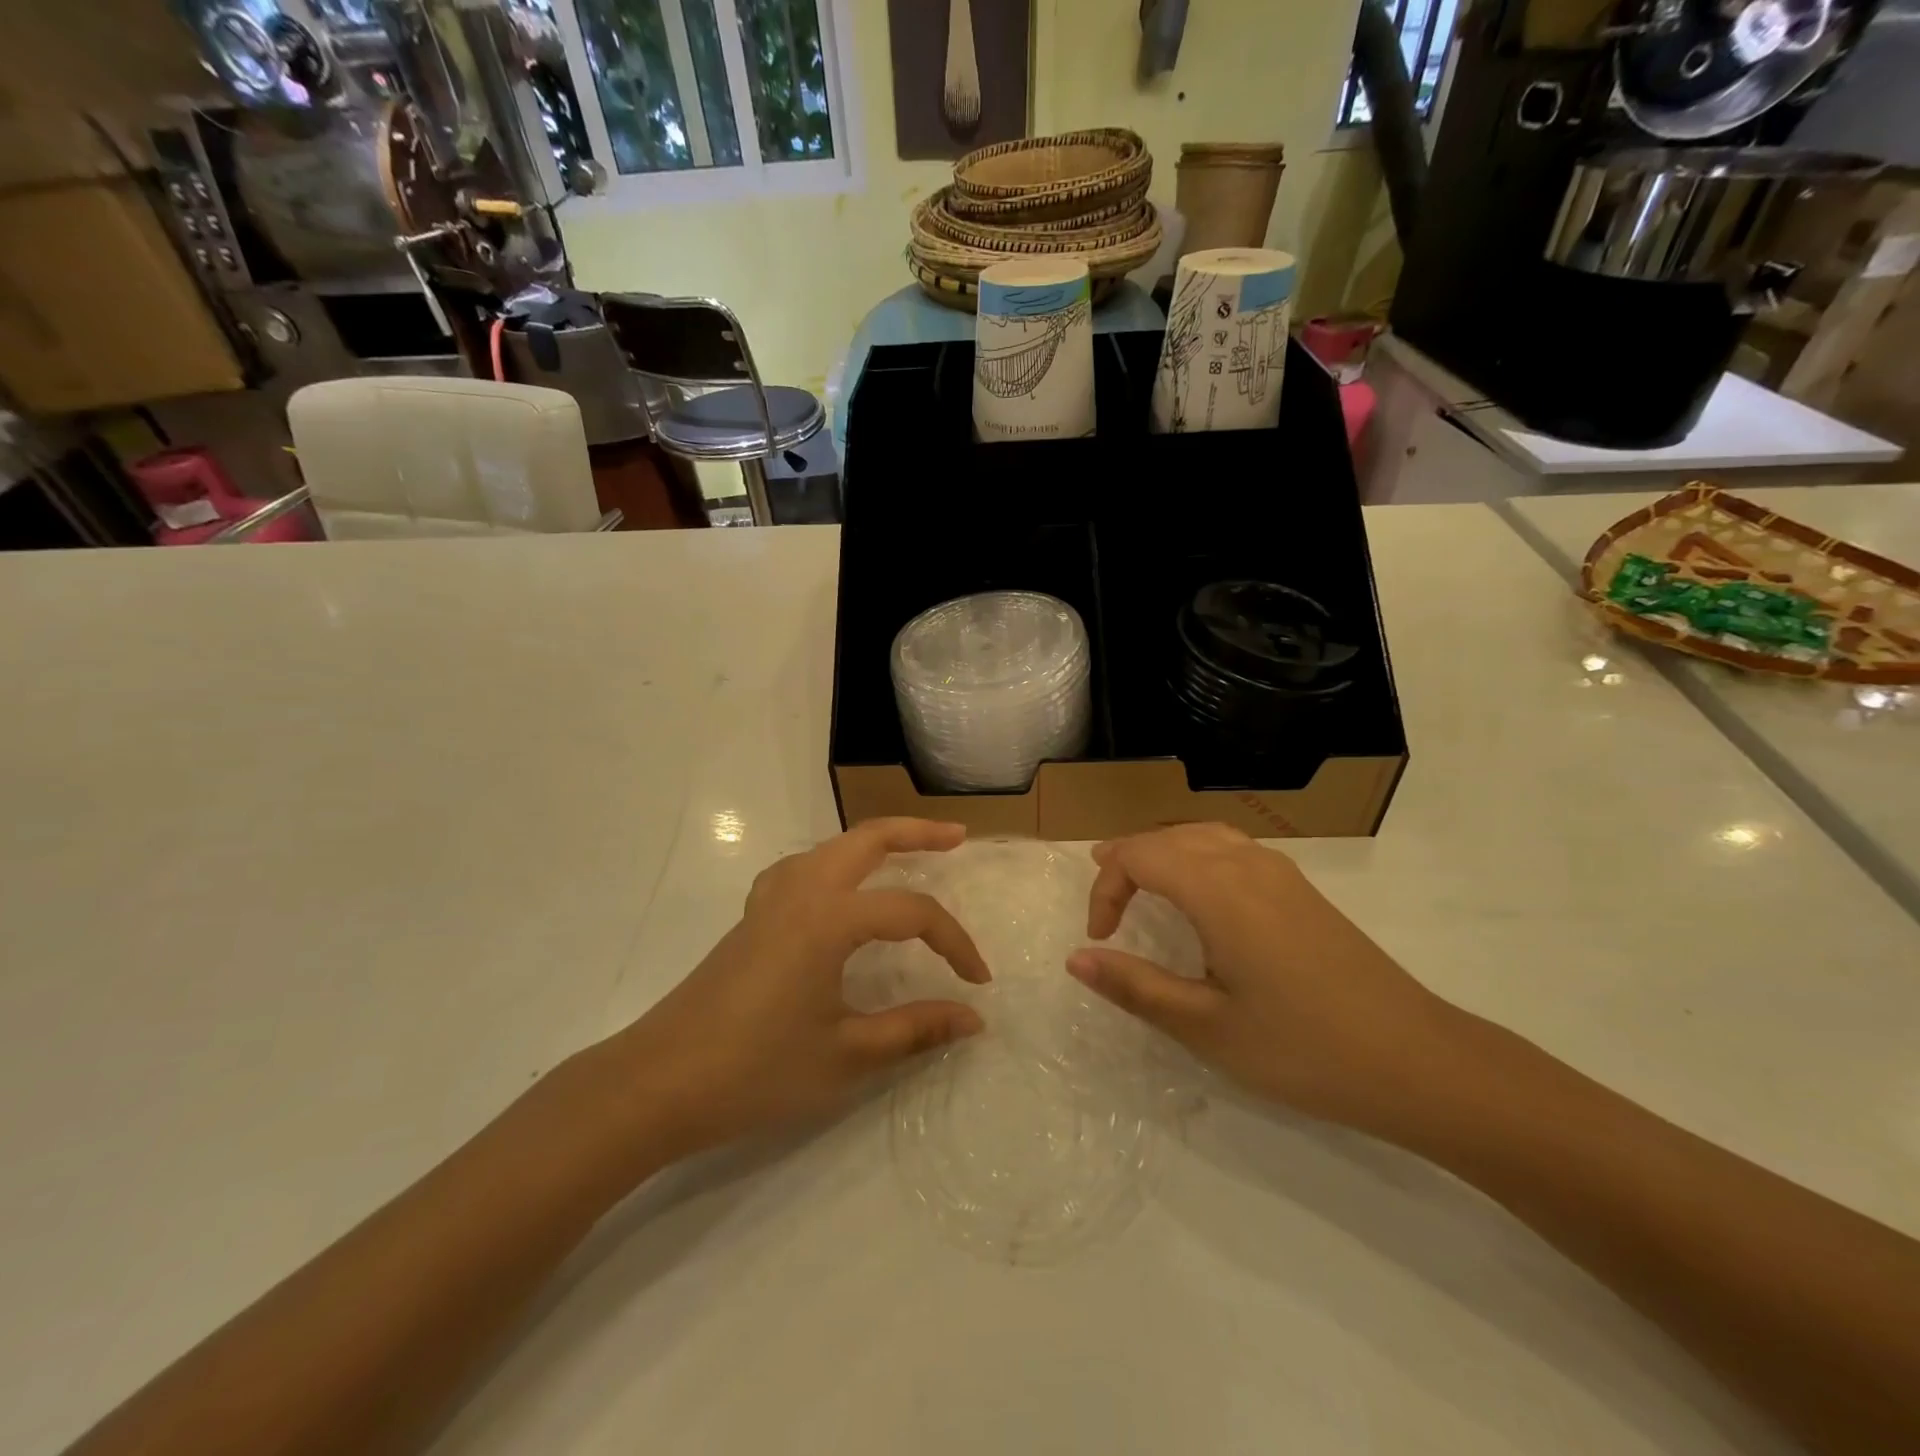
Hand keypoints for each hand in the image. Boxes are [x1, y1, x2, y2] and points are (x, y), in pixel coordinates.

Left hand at [606, 818, 989, 1161]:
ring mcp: (770, 900)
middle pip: (868, 839)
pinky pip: (801, 868)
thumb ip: (915, 1029)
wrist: (658, 1084)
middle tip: (958, 837)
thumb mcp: (846, 1054)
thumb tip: (973, 1017)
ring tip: (906, 852)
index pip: (912, 912)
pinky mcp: (751, 918)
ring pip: (831, 846)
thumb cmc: (756, 1070)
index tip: (978, 981)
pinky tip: (835, 891)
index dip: (954, 942)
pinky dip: (833, 862)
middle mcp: (802, 892)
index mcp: (830, 918)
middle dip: (917, 832)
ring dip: (874, 841)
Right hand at [1068, 823, 1456, 1133]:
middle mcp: (1248, 865)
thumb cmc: (1303, 1049)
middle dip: (1128, 860)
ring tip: (1140, 882)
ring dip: (1163, 853)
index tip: (1101, 939)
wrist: (1419, 1062)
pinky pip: (1234, 848)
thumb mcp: (1207, 1028)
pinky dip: (1197, 856)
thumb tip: (1076, 958)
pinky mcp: (1303, 891)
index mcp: (1219, 890)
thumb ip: (1136, 987)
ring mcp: (1281, 874)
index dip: (1107, 888)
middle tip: (1104, 902)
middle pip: (1169, 837)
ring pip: (1204, 835)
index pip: (1140, 856)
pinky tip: (1201, 895)